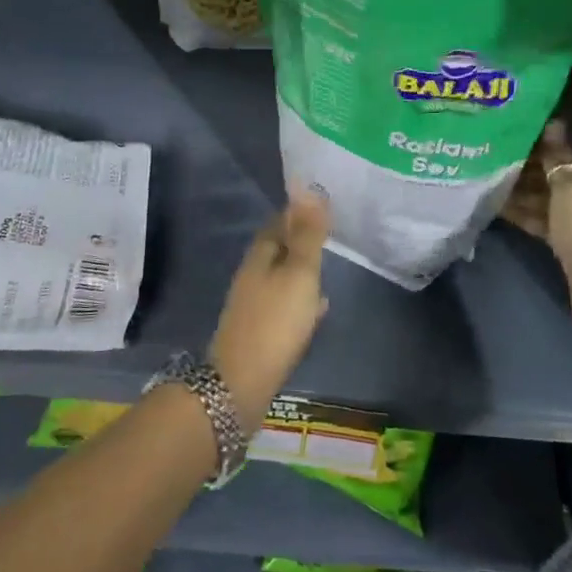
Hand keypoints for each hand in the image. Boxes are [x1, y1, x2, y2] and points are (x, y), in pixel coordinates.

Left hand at [208, 194, 330, 427]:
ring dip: (302, 269)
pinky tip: (317, 307)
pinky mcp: (259, 330)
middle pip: (279, 248)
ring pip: (282, 276)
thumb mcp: (299, 273)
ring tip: (328, 267)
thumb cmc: (275, 322)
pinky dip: (300, 298)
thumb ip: (306, 234)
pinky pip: (284, 303)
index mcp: (260, 255)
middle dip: (301, 240)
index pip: (279, 222)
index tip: (323, 206)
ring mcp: (253, 304)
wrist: (241, 384)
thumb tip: (306, 186)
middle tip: (331, 234)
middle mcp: (252, 274)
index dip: (299, 213)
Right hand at [501, 121, 571, 359]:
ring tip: (485, 176)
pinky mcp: (565, 249)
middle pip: (557, 176)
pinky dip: (522, 214)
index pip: (571, 152)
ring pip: (545, 200)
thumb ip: (560, 158)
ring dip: (520, 190)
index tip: (511, 132)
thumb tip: (554, 122)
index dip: (545, 142)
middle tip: (491, 153)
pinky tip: (495, 206)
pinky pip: (540, 223)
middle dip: (528, 166)